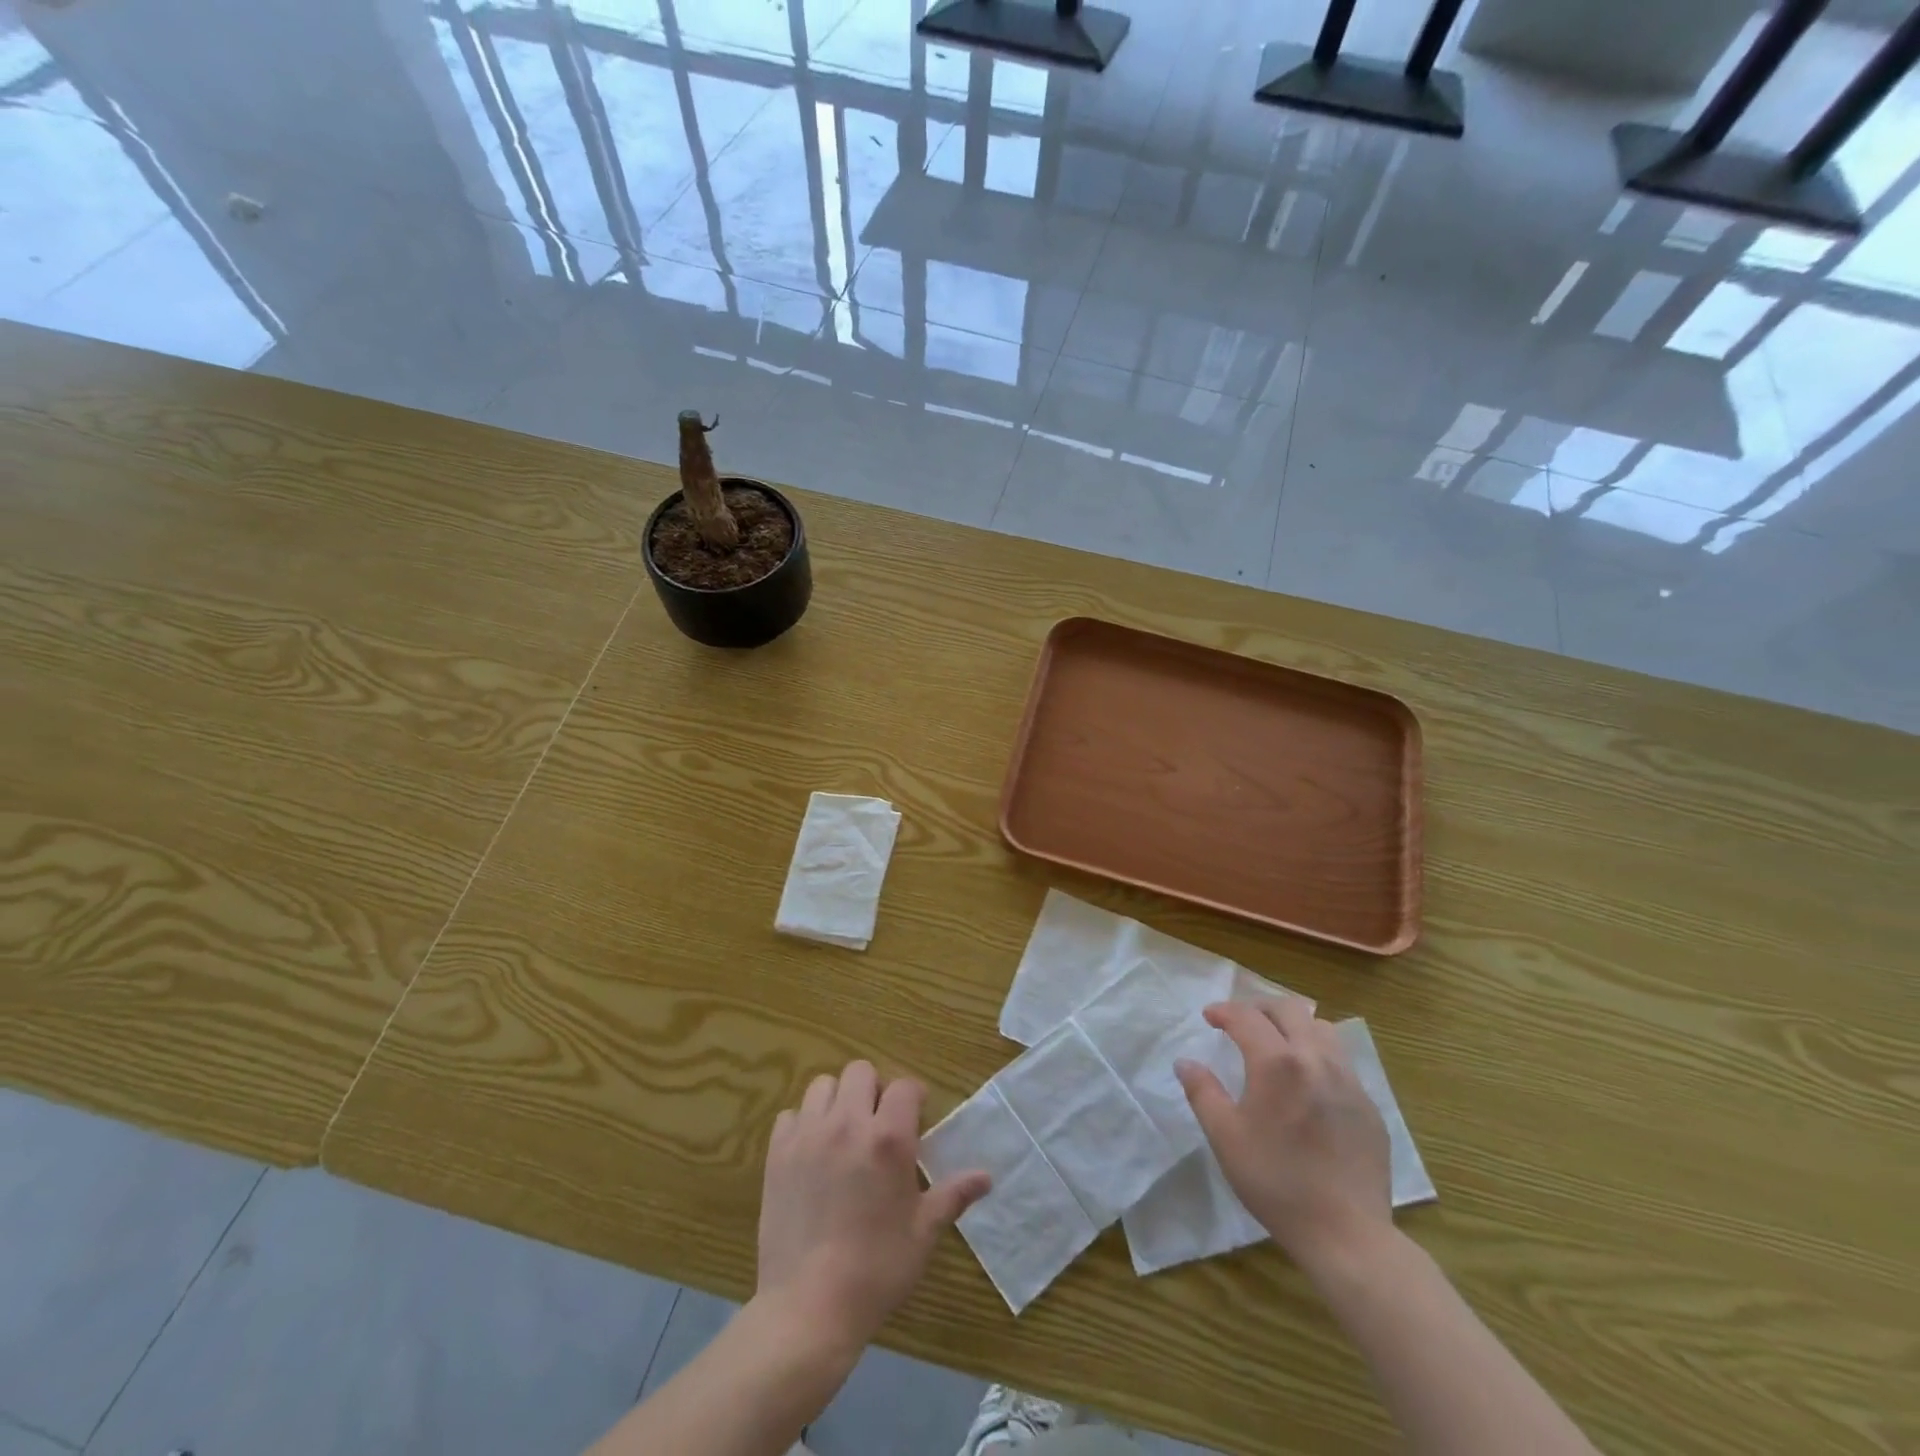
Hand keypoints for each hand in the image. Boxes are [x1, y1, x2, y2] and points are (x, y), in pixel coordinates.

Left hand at [756, 1060, 989, 1351]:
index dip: (913, 1097)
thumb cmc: (877, 1270)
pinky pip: (790, 1114)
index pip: (904, 1086)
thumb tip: (987, 1177)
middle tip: (878, 1123)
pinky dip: (803, 1123)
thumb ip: (953, 1195)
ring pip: (823, 1085)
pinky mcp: (778, 1153)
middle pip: (860, 1071)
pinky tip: (811, 1152)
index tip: (916, 1117)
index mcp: (889, 1138)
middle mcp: (848, 1123)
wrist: (809, 1308)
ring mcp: (808, 1135)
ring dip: (837, 1100)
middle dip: (874, 1090)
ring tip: (844, 1132)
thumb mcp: (923, 1233)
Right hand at [1177, 1000, 1392, 1273]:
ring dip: (1294, 1026)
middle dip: (1259, 1008)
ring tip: (1277, 1045)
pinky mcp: (1368, 1106)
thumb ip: (1202, 1092)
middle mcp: (1316, 1059)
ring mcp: (1349, 1081)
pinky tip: (1308, 1085)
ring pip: (1321, 1029)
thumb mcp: (1225, 1137)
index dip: (1223, 1011)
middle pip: (1288, 1009)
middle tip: (1240, 1023)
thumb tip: (1186, 1062)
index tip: (1209, 1017)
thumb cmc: (1276, 1182)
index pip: (1246, 1016)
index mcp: (1277, 1063)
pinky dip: (1318, 1056)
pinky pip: (1342, 1062)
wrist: (1347, 1234)